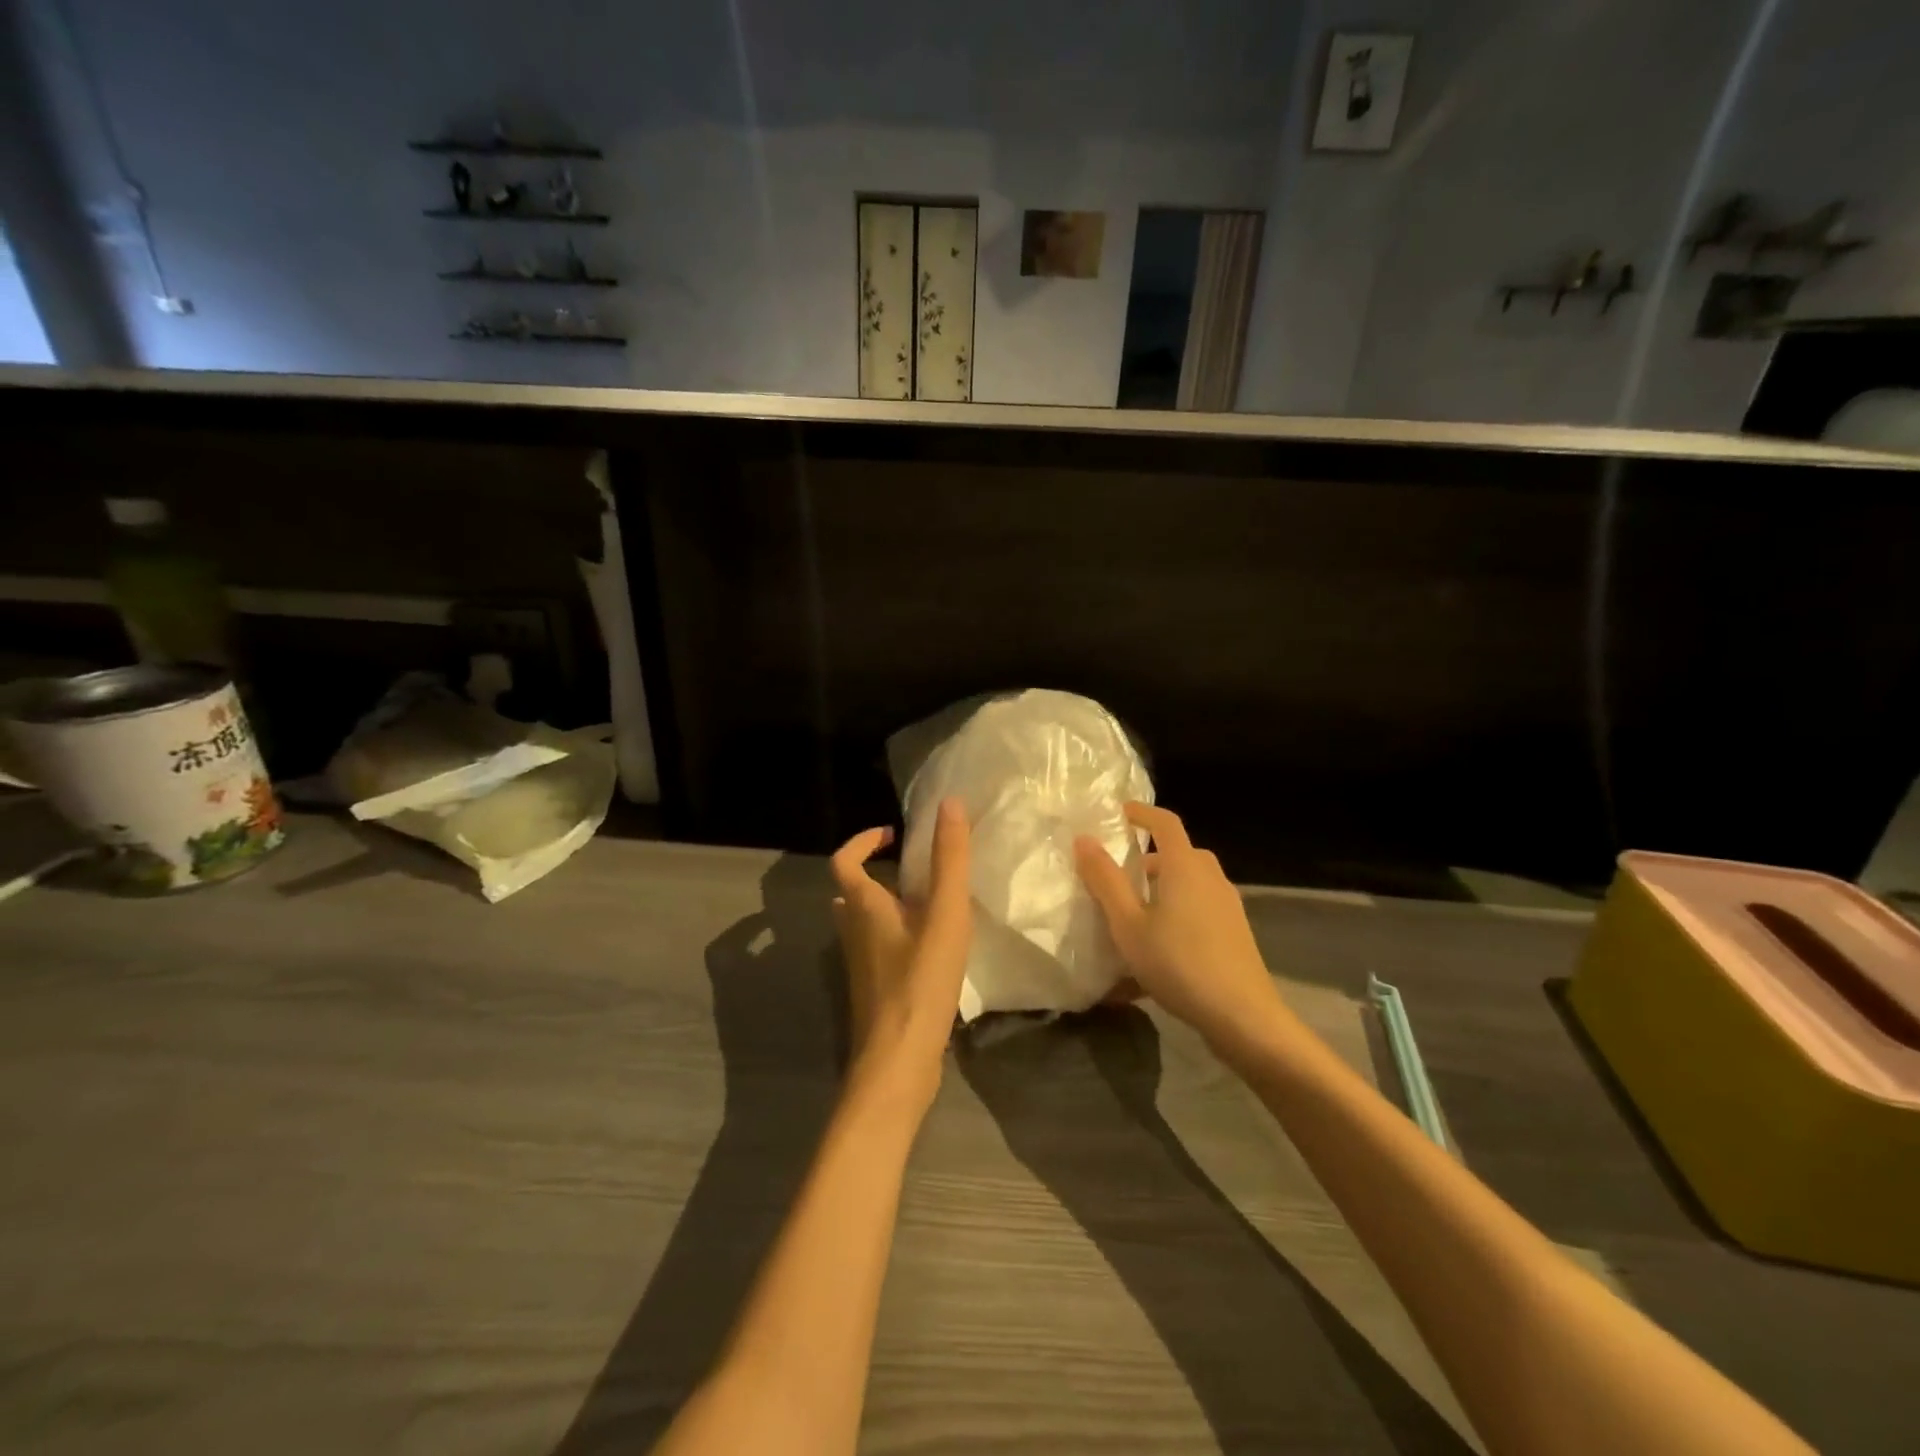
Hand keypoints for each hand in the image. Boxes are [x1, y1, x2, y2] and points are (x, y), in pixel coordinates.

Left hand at [831, 796, 972, 1112]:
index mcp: (862, 907)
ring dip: (886, 906)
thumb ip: (949, 859)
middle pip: (851, 892)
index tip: (894, 834)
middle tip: (915, 871)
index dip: (863, 841)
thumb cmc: (919, 981)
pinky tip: (931, 950)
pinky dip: (896, 937)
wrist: (898, 1062)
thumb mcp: (943, 914)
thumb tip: (949, 803)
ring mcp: (860, 965)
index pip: (844, 860)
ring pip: (863, 923)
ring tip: (928, 905)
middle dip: (877, 874)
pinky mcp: (874, 990)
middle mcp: (852, 932)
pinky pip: (878, 949)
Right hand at [1075, 803, 1291, 1054]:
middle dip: (1149, 858)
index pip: (1165, 822)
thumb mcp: (1128, 924)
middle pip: (1179, 853)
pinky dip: (1177, 910)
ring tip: (1134, 913)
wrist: (1242, 1015)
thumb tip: (1084, 839)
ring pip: (1190, 882)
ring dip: (1163, 887)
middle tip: (1119, 874)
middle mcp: (1210, 876)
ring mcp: (1227, 904)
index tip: (1118, 813)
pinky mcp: (1234, 931)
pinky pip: (1199, 906)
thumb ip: (1105, 880)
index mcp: (1184, 866)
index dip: (1141, 813)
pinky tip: (1158, 945)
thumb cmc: (1178, 962)